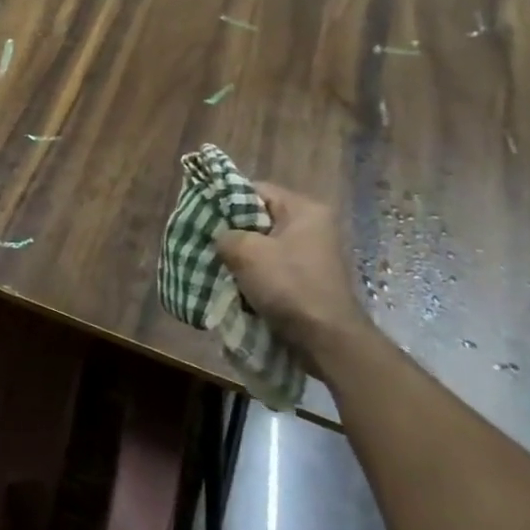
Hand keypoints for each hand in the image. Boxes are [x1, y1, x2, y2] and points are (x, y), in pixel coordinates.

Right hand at [214, 181, 369, 359]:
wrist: (327, 340)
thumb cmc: (289, 286)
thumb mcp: (246, 252)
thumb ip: (225, 235)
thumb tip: (221, 238)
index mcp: (304, 210)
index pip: (257, 190)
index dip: (226, 199)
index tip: (203, 215)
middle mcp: (312, 228)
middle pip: (259, 219)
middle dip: (232, 232)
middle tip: (206, 243)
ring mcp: (311, 256)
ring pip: (263, 246)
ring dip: (241, 258)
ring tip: (216, 266)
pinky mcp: (307, 281)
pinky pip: (272, 269)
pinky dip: (253, 276)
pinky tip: (235, 286)